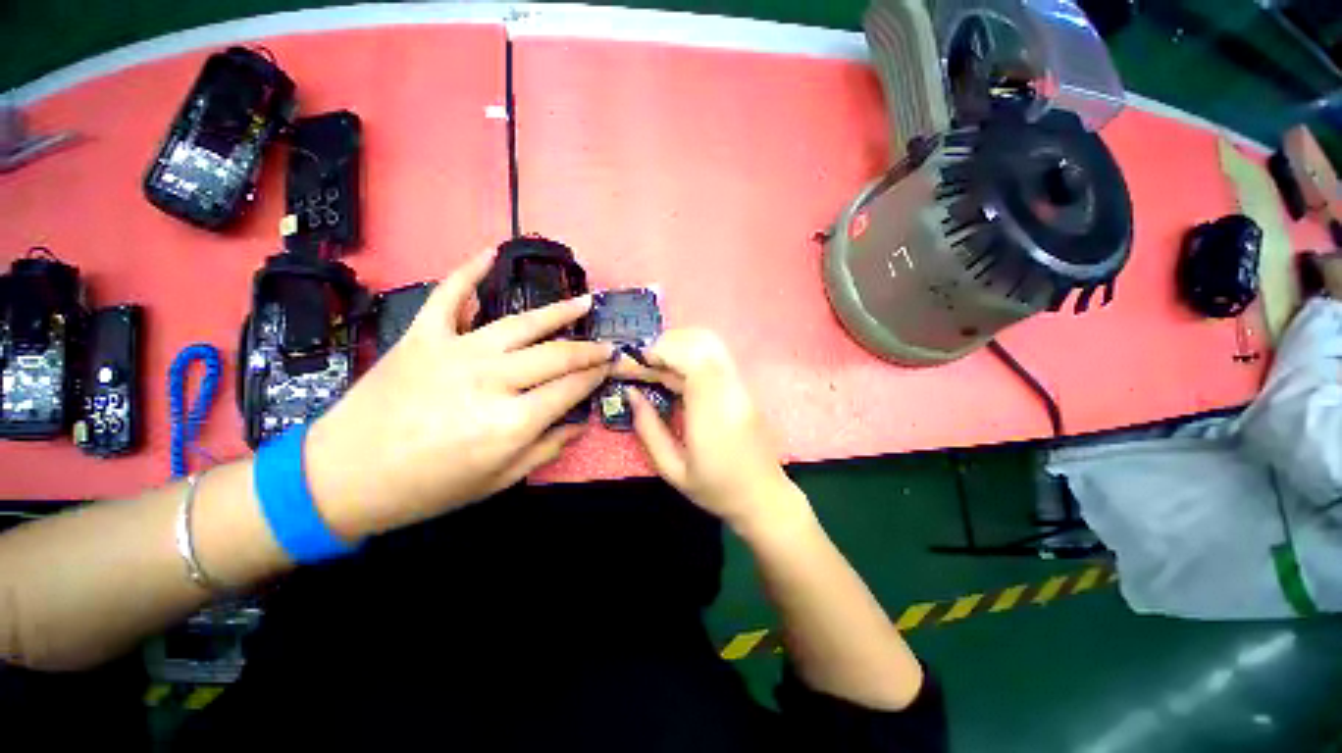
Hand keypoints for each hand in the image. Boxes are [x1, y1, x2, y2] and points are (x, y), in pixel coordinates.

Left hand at [305, 248, 614, 538]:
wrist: (343, 478)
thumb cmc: (428, 488)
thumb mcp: (498, 481)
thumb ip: (546, 449)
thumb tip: (579, 423)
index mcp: (512, 423)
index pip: (571, 388)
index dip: (597, 375)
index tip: (612, 367)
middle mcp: (492, 381)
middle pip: (556, 354)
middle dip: (589, 349)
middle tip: (608, 344)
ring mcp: (456, 352)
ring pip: (522, 323)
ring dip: (559, 311)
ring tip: (584, 302)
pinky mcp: (422, 337)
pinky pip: (449, 296)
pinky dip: (469, 272)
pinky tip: (491, 253)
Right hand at [613, 329, 805, 532]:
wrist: (764, 497)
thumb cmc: (716, 489)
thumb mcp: (672, 470)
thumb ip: (648, 429)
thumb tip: (631, 394)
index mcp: (712, 413)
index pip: (692, 359)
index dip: (663, 351)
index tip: (638, 361)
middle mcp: (731, 391)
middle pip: (704, 341)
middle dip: (669, 343)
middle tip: (645, 362)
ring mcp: (742, 386)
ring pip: (713, 344)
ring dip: (681, 346)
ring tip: (657, 365)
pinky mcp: (744, 388)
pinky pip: (717, 357)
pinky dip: (692, 355)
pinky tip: (677, 375)